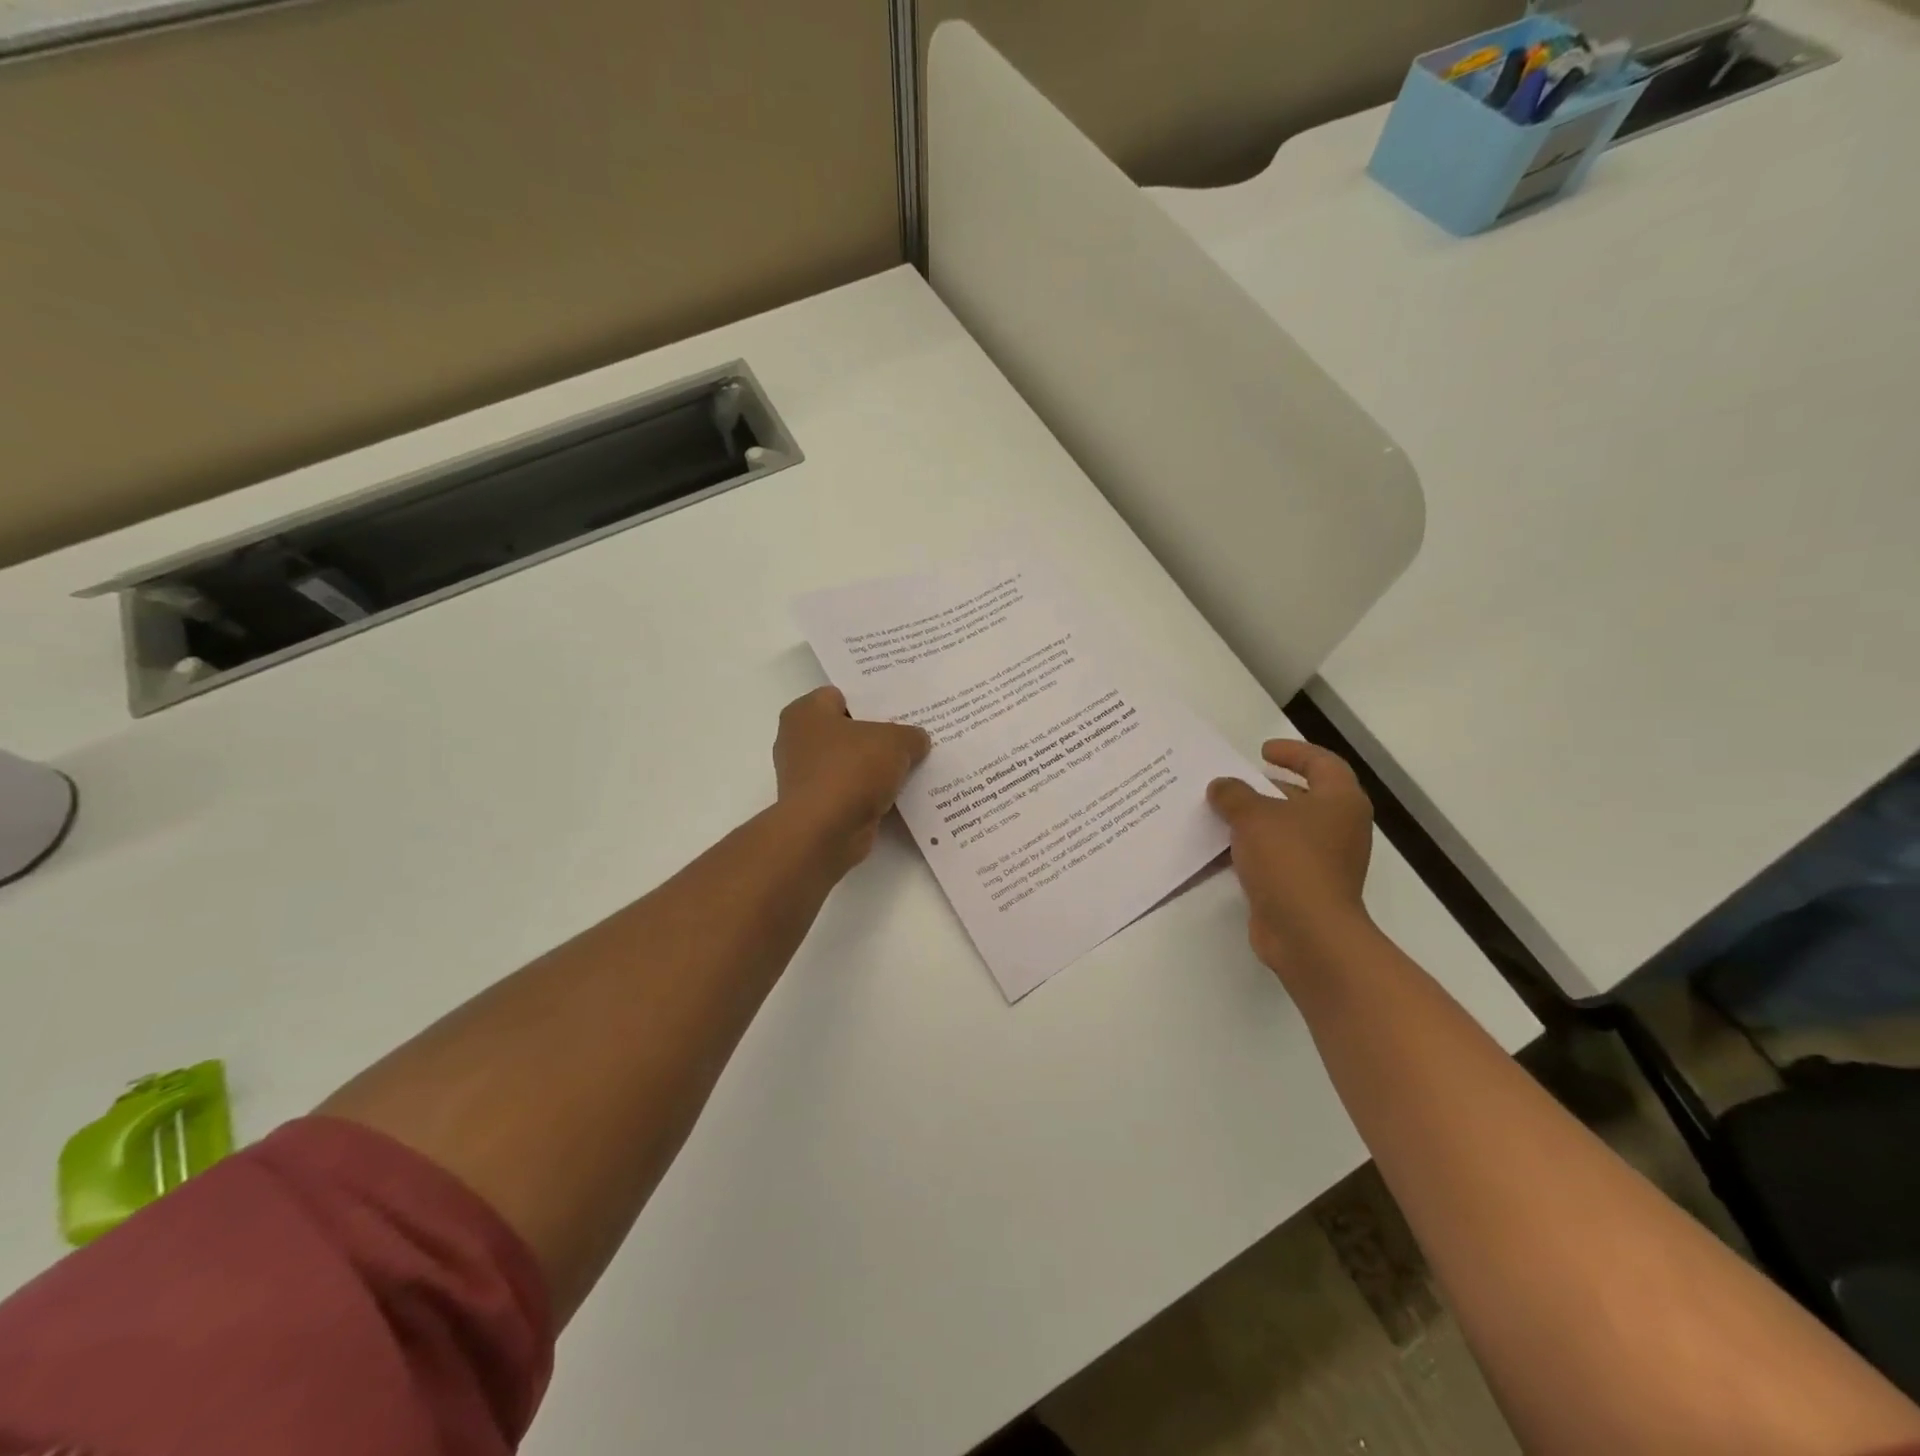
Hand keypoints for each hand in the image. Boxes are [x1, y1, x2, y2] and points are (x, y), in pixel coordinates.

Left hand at [774, 687, 931, 870]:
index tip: (900, 707)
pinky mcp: (818, 807)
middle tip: (912, 735)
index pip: (841, 695)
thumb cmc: (851, 770)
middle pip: (847, 731)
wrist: (825, 832)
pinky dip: (870, 794)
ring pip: (850, 763)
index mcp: (806, 713)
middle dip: (877, 735)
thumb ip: (910, 735)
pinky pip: (851, 792)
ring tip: (912, 765)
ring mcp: (806, 777)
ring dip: (875, 768)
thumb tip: (917, 741)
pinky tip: (899, 794)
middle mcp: (798, 741)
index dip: (871, 699)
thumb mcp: (895, 741)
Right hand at [1207, 741, 1374, 975]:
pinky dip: (1255, 850)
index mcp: (1340, 801)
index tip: (1261, 751)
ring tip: (1220, 814)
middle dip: (1267, 788)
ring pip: (1288, 829)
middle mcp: (1340, 827)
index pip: (1322, 763)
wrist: (1308, 932)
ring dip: (1257, 821)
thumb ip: (1233, 794)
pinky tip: (1224, 850)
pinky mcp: (1307, 886)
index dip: (1293, 752)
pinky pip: (1278, 857)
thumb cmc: (1289, 861)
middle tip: (1233, 783)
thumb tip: (1222, 786)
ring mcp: (1326, 860)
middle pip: (1304, 796)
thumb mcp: (1253, 816)